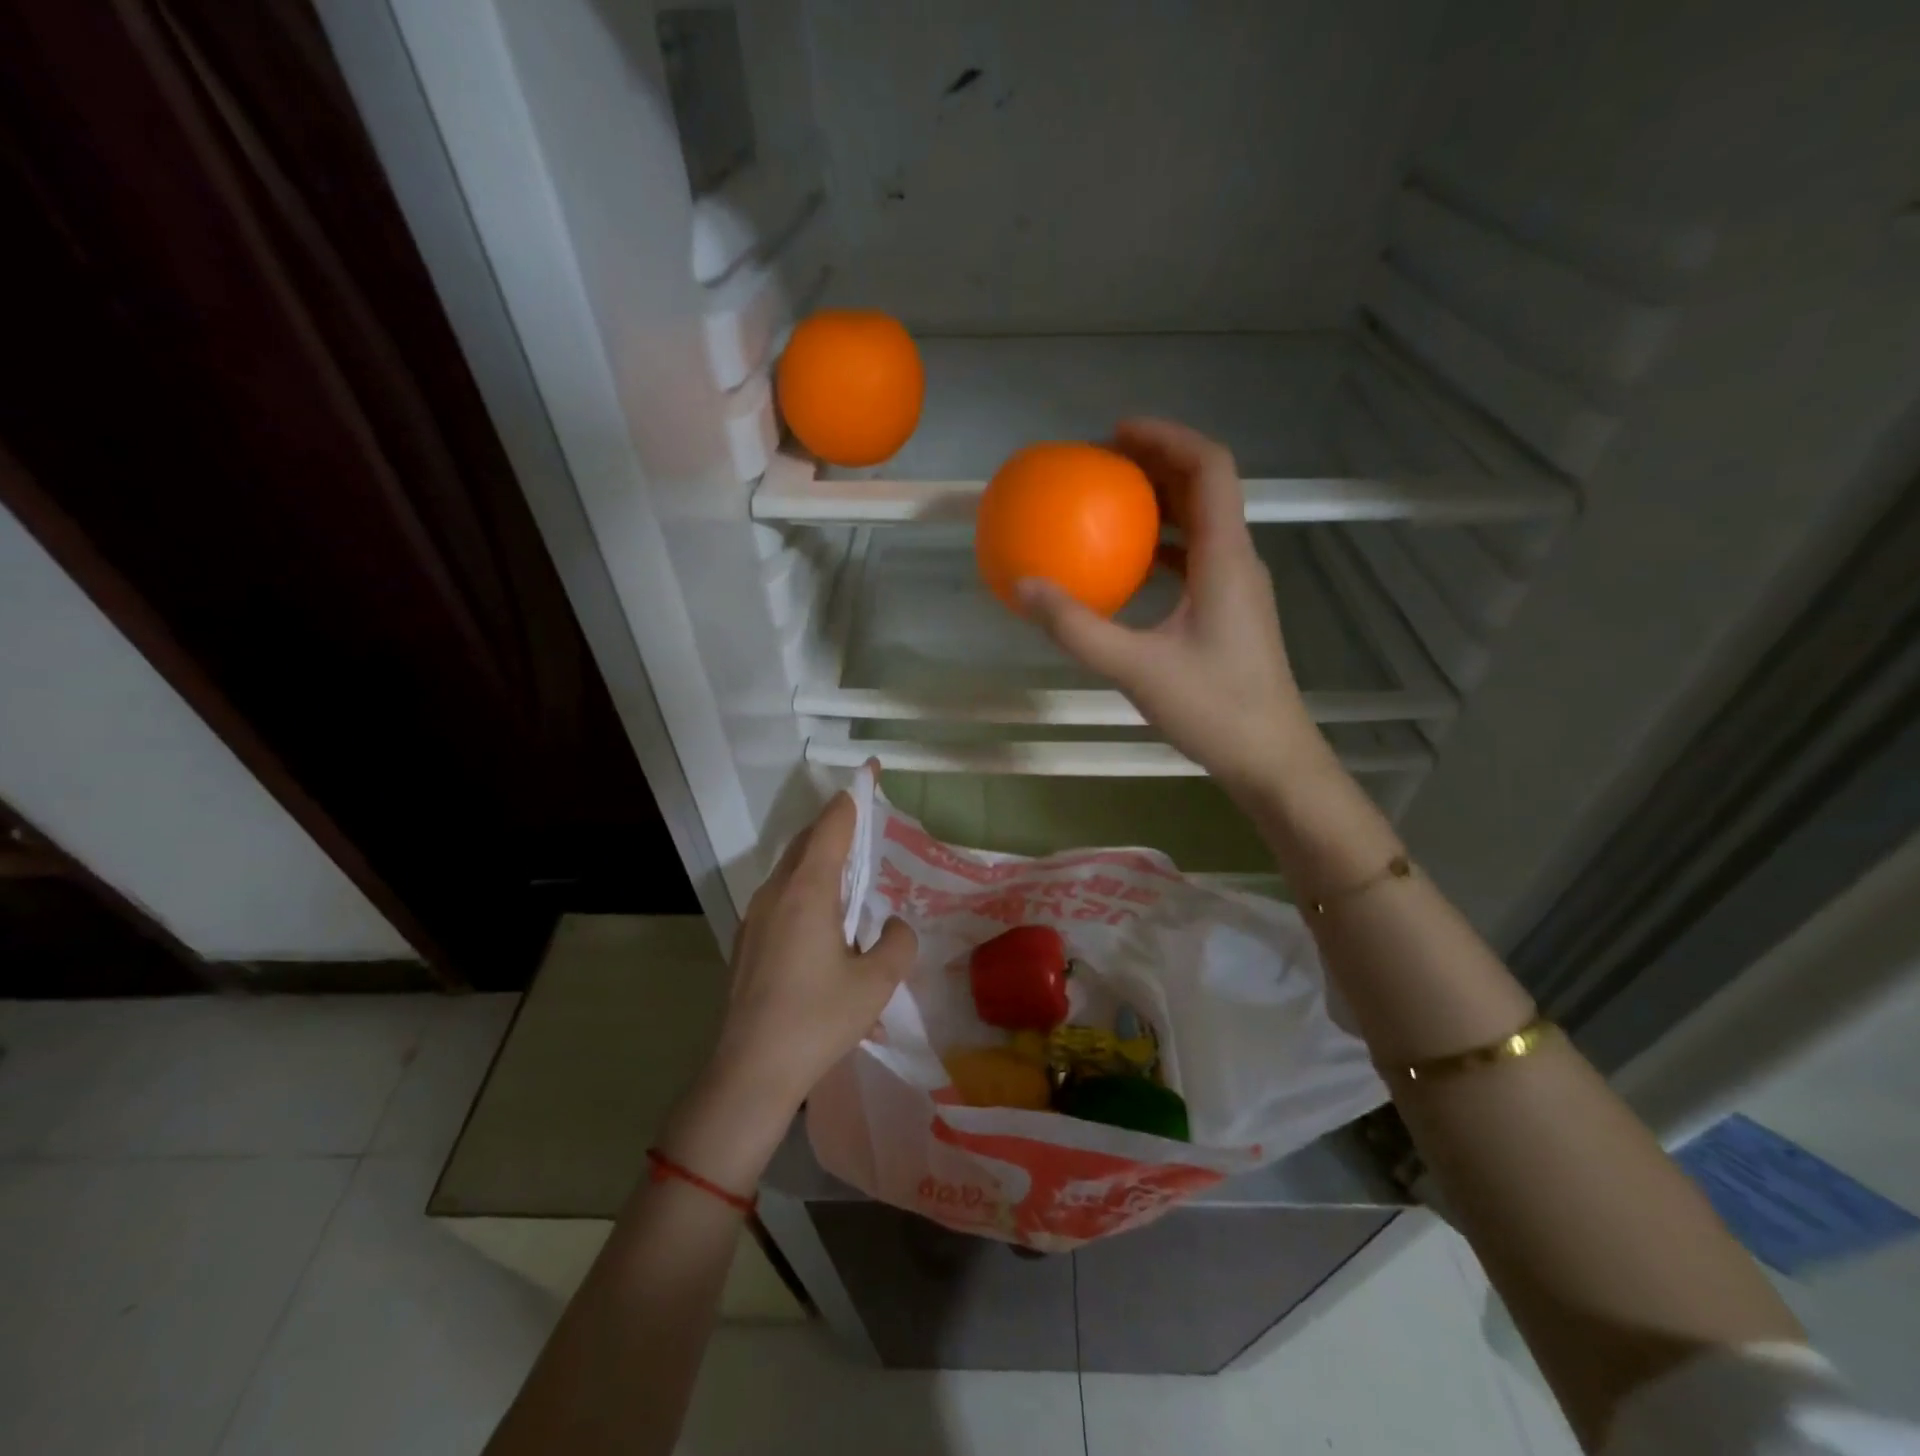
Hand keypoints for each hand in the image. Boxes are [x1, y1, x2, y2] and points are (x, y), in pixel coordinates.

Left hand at [707, 789, 916, 1116]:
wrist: (750, 1072)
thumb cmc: (817, 1020)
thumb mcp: (876, 982)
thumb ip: (897, 942)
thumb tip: (892, 924)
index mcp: (807, 890)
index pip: (833, 825)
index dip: (854, 797)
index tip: (871, 773)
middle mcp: (776, 892)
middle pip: (807, 841)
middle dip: (836, 824)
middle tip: (867, 821)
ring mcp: (755, 916)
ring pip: (790, 868)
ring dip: (819, 857)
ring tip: (850, 870)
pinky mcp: (748, 941)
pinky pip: (781, 894)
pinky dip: (805, 885)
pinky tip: (822, 916)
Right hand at [1018, 417, 1329, 802]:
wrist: (1270, 757)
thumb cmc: (1213, 709)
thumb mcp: (1135, 668)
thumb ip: (1077, 628)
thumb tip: (1024, 586)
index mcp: (1225, 558)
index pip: (1209, 468)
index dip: (1167, 437)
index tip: (1116, 433)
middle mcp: (1237, 560)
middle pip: (1205, 487)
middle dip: (1156, 463)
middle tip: (1101, 463)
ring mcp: (1237, 586)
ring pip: (1202, 522)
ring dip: (1160, 502)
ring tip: (1110, 502)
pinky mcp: (1230, 611)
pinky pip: (1195, 557)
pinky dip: (1162, 545)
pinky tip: (1128, 565)